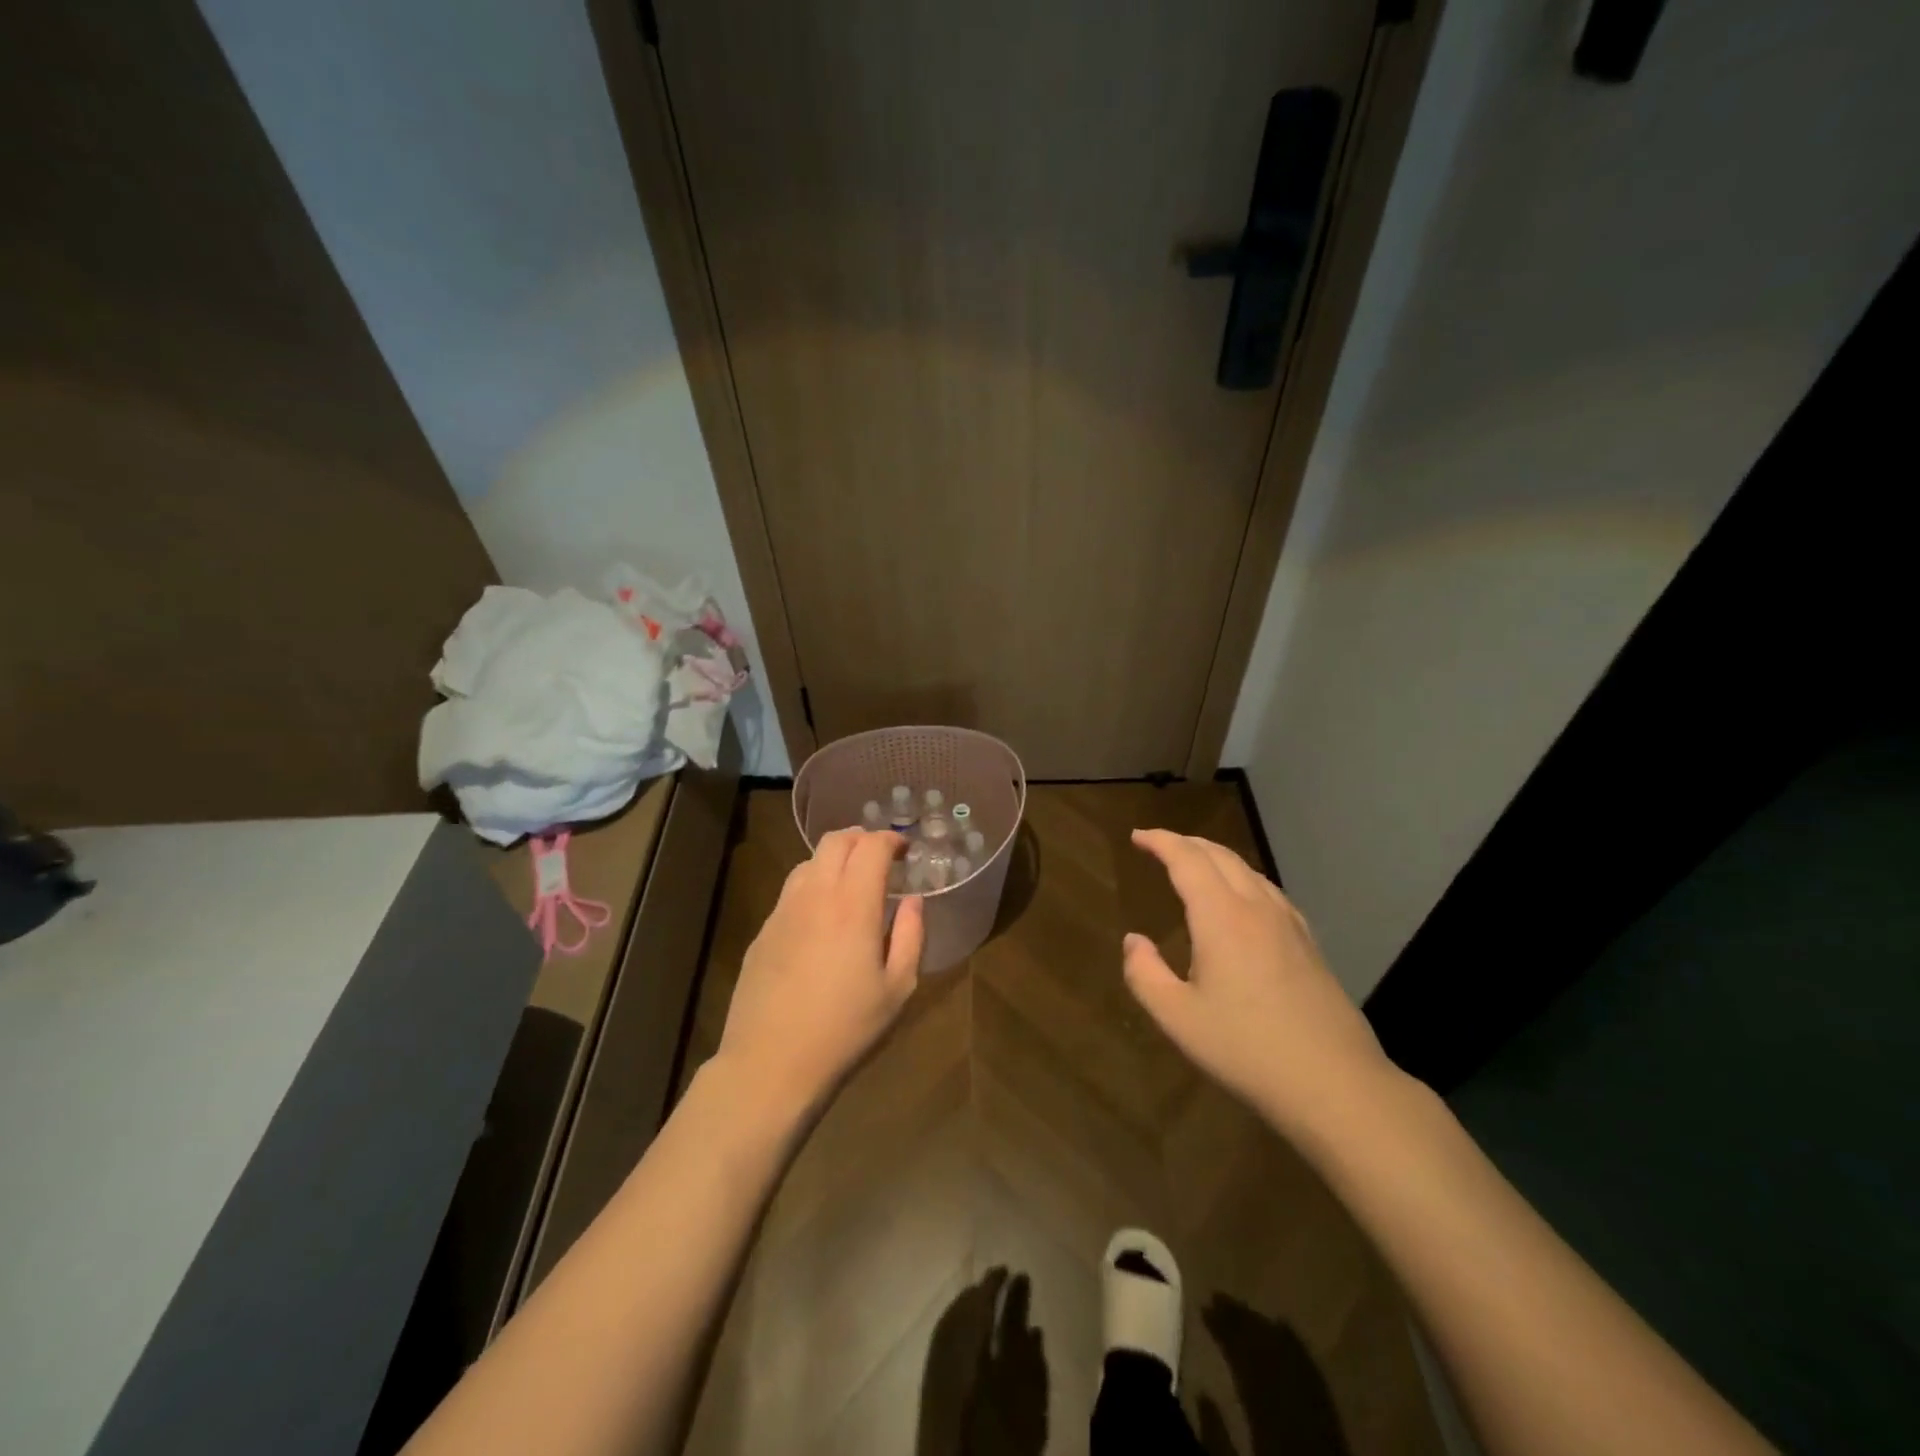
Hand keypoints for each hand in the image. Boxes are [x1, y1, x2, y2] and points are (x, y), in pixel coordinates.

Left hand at [716, 828, 924, 1115]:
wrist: (770, 1063)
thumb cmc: (845, 1029)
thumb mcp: (897, 989)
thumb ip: (911, 936)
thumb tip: (913, 901)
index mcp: (853, 905)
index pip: (871, 846)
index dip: (891, 839)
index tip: (905, 850)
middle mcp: (815, 895)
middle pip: (835, 840)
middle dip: (862, 837)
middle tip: (880, 857)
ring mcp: (783, 911)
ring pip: (808, 862)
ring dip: (834, 859)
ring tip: (851, 883)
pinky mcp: (763, 931)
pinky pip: (791, 891)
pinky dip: (813, 886)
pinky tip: (822, 917)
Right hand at [1122, 830, 1396, 1144]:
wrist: (1335, 1084)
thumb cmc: (1247, 1049)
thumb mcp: (1178, 1018)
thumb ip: (1145, 974)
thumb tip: (1134, 941)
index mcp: (1221, 917)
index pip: (1187, 860)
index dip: (1160, 842)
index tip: (1138, 837)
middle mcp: (1256, 908)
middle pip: (1220, 856)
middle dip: (1186, 843)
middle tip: (1160, 845)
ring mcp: (1289, 924)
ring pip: (1248, 871)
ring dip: (1216, 858)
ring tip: (1195, 866)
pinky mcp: (1309, 944)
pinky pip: (1269, 891)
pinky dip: (1243, 879)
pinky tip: (1243, 900)